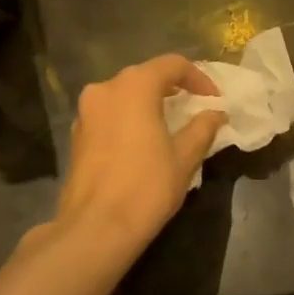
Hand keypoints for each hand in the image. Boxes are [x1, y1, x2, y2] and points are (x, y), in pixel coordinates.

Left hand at [57, 55, 225, 255]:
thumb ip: (203, 127)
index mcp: (134, 86)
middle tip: (195, 108)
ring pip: (125, 95)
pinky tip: (144, 142)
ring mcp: (86, 112)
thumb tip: (216, 113)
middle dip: (173, 88)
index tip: (214, 100)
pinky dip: (130, 118)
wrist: (95, 229)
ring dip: (150, 103)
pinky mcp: (77, 135)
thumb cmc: (146, 187)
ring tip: (171, 125)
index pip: (172, 65)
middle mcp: (105, 89)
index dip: (198, 78)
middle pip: (146, 76)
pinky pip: (110, 114)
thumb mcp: (185, 157)